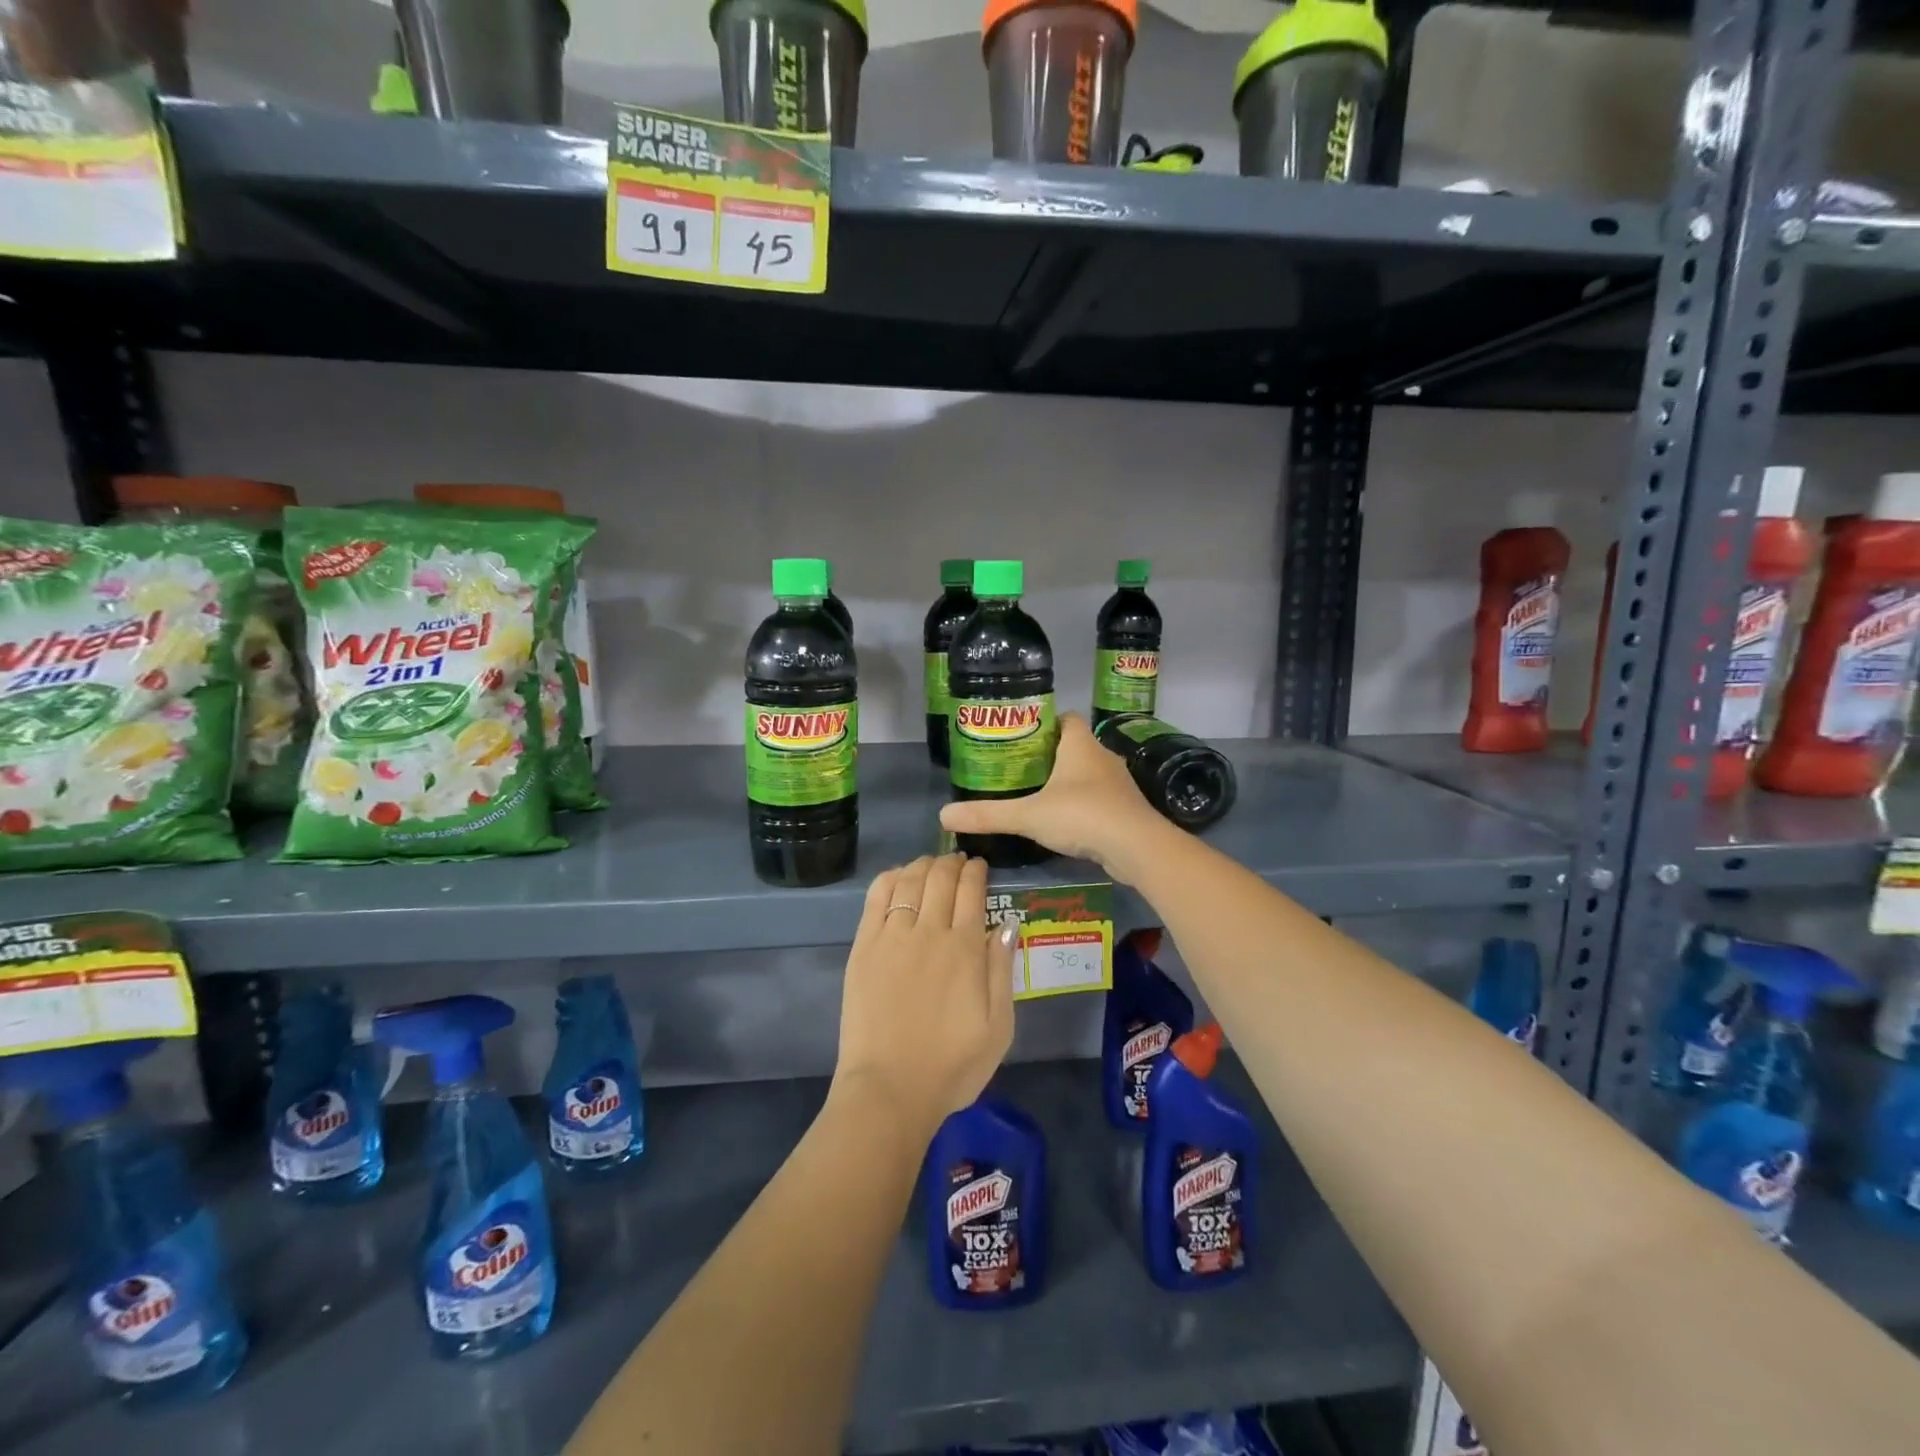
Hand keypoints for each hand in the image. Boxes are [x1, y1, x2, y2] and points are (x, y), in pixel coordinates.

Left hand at [832, 853, 1016, 1138]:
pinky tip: (897, 876)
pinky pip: (876, 898)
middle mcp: (930, 932)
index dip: (976, 872)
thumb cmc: (952, 1066)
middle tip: (957, 861)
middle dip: (952, 862)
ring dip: (922, 865)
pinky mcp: (863, 947)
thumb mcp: (999, 1027)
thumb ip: (1002, 970)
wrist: (890, 1090)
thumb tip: (1007, 923)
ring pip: (909, 881)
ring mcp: (892, 937)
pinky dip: (889, 878)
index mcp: (966, 949)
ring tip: (930, 864)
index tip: (980, 866)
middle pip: (941, 879)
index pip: (972, 891)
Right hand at [938, 713, 1167, 882]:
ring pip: (1088, 773)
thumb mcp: (1028, 815)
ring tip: (1038, 795)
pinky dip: (1083, 805)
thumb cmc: (1082, 815)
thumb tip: (943, 815)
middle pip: (1075, 746)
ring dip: (1068, 781)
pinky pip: (1100, 798)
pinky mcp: (1125, 809)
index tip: (1022, 736)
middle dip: (1050, 755)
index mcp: (1080, 745)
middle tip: (1020, 768)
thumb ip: (988, 814)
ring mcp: (1118, 784)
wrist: (1136, 847)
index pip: (1065, 719)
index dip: (1045, 722)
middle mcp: (1102, 757)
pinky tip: (1065, 821)